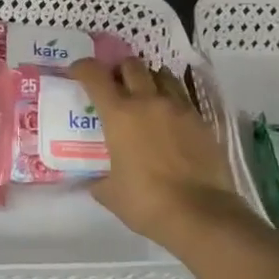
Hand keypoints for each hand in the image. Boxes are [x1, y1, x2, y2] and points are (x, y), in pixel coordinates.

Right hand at [70, 58, 256, 254]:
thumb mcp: (110, 193)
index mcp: (119, 114)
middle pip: (131, 65)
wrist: (201, 214)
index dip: (83, 68)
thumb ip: (98, 180)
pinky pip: (183, 97)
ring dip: (149, 79)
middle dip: (119, 70)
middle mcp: (148, 101)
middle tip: (115, 84)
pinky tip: (169, 118)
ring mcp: (178, 108)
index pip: (95, 76)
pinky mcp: (201, 120)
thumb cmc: (146, 202)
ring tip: (145, 95)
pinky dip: (172, 99)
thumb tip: (94, 179)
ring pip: (162, 75)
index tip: (77, 72)